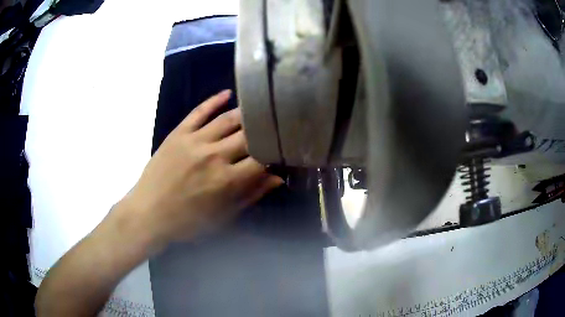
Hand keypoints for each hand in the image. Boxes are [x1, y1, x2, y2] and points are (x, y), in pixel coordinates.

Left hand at [121, 90, 283, 247]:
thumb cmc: (188, 221)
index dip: (276, 152)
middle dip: (264, 130)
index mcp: (227, 180)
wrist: (149, 213)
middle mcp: (214, 155)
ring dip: (246, 113)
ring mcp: (194, 141)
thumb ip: (251, 195)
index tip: (281, 150)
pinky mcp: (178, 133)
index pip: (262, 158)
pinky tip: (227, 93)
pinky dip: (214, 101)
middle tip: (274, 125)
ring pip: (227, 120)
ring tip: (259, 109)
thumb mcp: (223, 216)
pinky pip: (199, 112)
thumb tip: (277, 178)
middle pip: (248, 135)